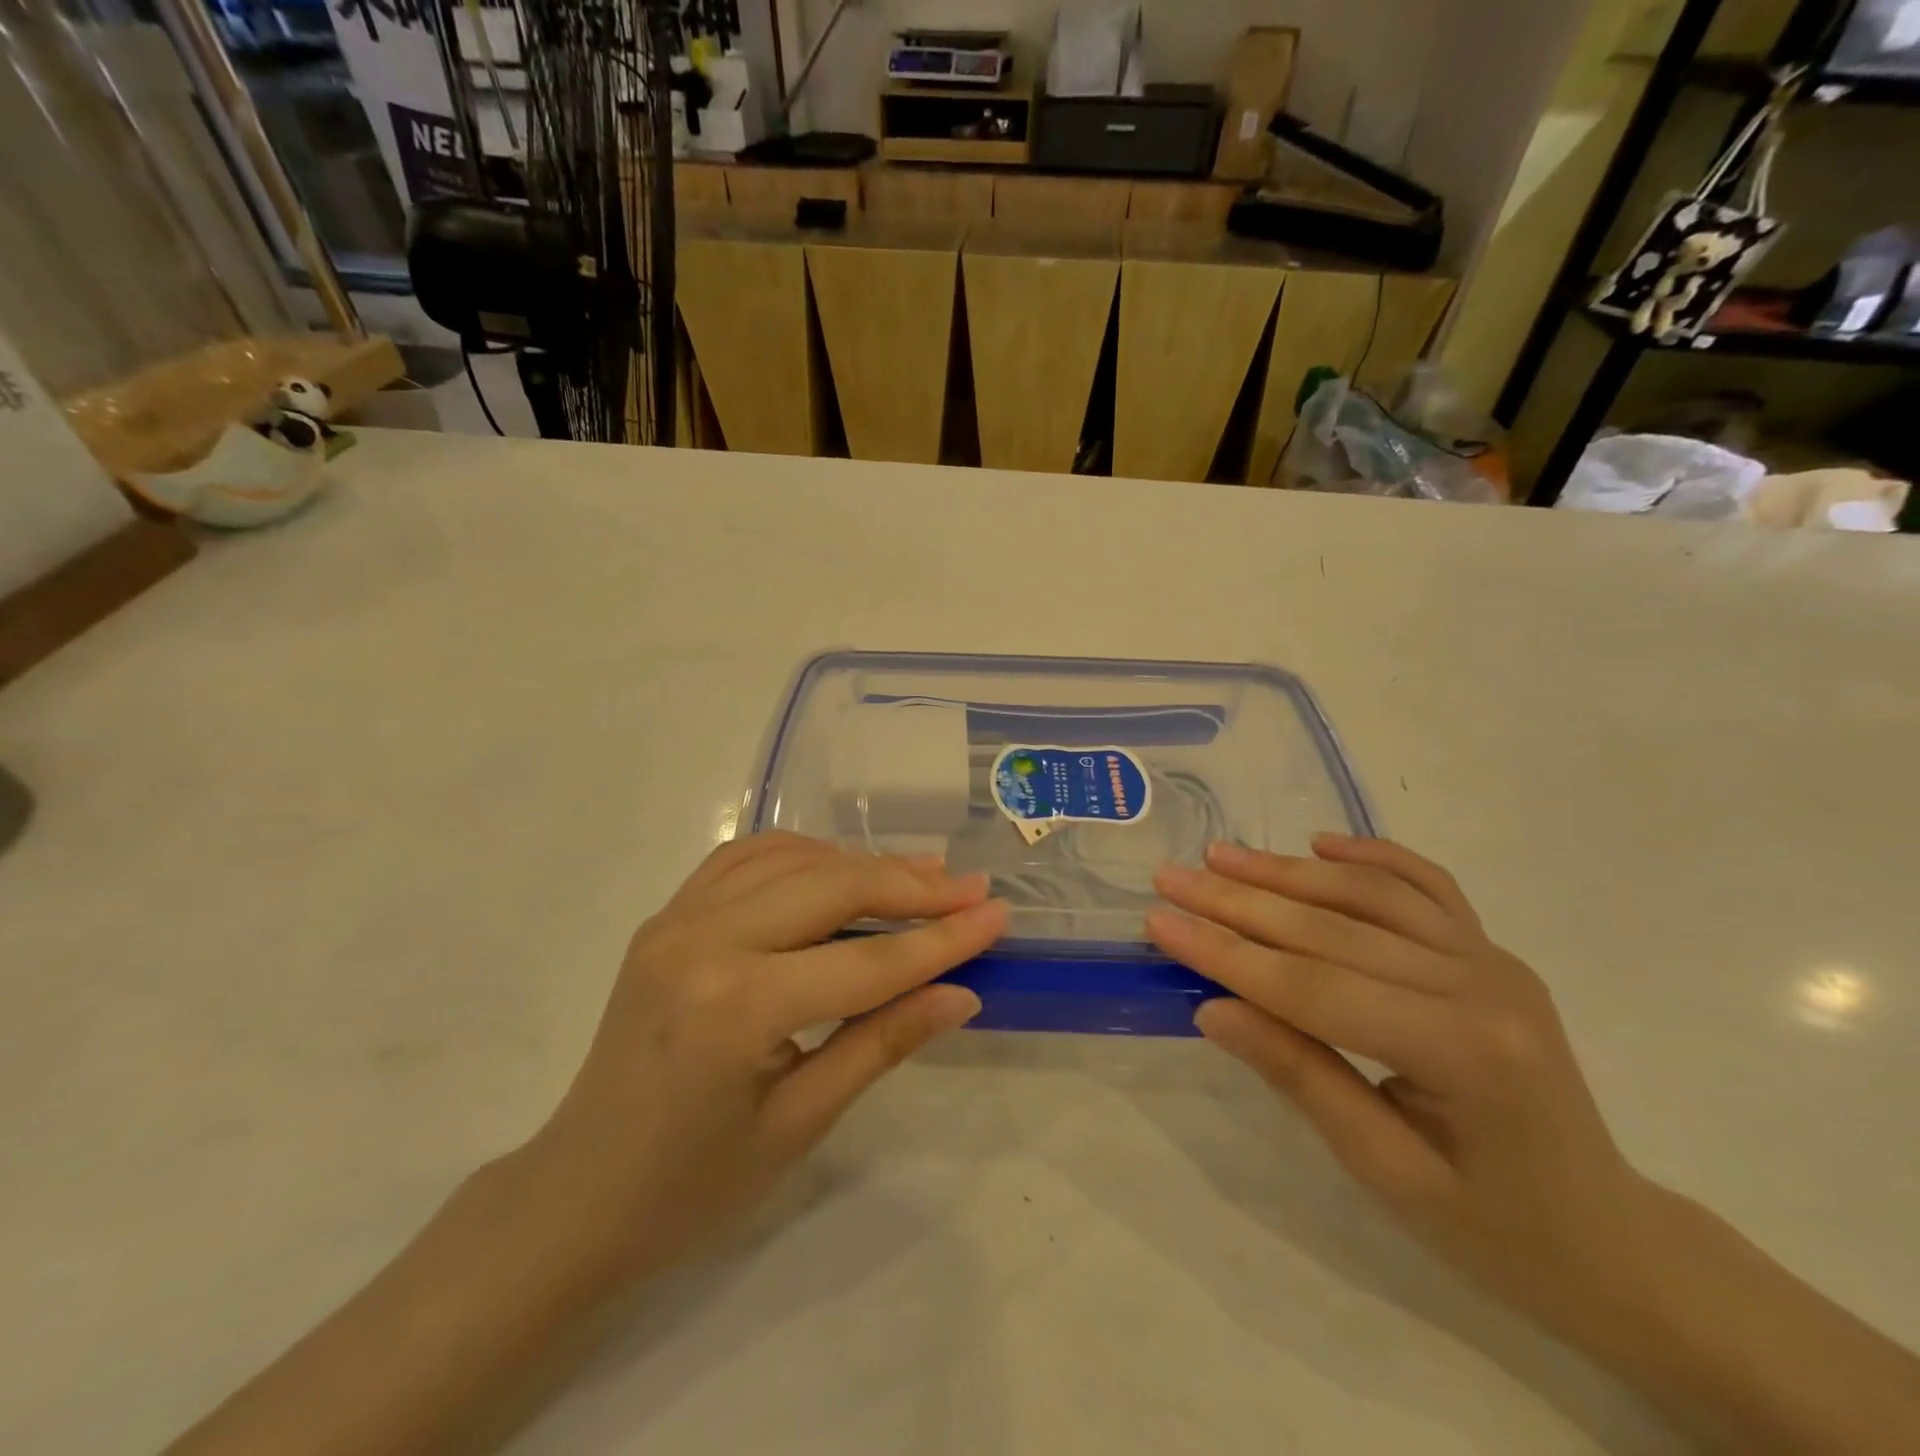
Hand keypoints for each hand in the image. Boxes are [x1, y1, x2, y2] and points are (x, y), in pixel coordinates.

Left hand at [522, 832, 1006, 1289]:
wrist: (577, 1195)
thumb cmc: (692, 1186)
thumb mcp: (800, 1124)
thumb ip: (883, 1044)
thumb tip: (961, 994)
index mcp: (736, 1007)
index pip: (866, 962)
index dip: (941, 939)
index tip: (997, 913)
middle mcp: (703, 941)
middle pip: (831, 887)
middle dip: (910, 886)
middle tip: (971, 887)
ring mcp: (677, 918)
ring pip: (792, 858)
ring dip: (862, 862)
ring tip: (922, 875)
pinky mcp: (668, 915)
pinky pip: (747, 858)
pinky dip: (805, 853)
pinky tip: (839, 867)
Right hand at [1148, 834, 1655, 1349]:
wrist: (1611, 1242)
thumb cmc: (1495, 1231)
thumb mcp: (1385, 1171)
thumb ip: (1300, 1077)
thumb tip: (1212, 1009)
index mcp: (1462, 1050)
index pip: (1313, 988)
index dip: (1227, 954)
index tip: (1159, 921)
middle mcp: (1482, 985)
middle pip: (1333, 928)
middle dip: (1238, 901)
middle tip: (1170, 876)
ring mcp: (1493, 959)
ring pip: (1372, 894)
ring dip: (1287, 870)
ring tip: (1220, 855)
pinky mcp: (1493, 952)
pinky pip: (1428, 886)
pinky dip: (1372, 855)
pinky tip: (1320, 841)